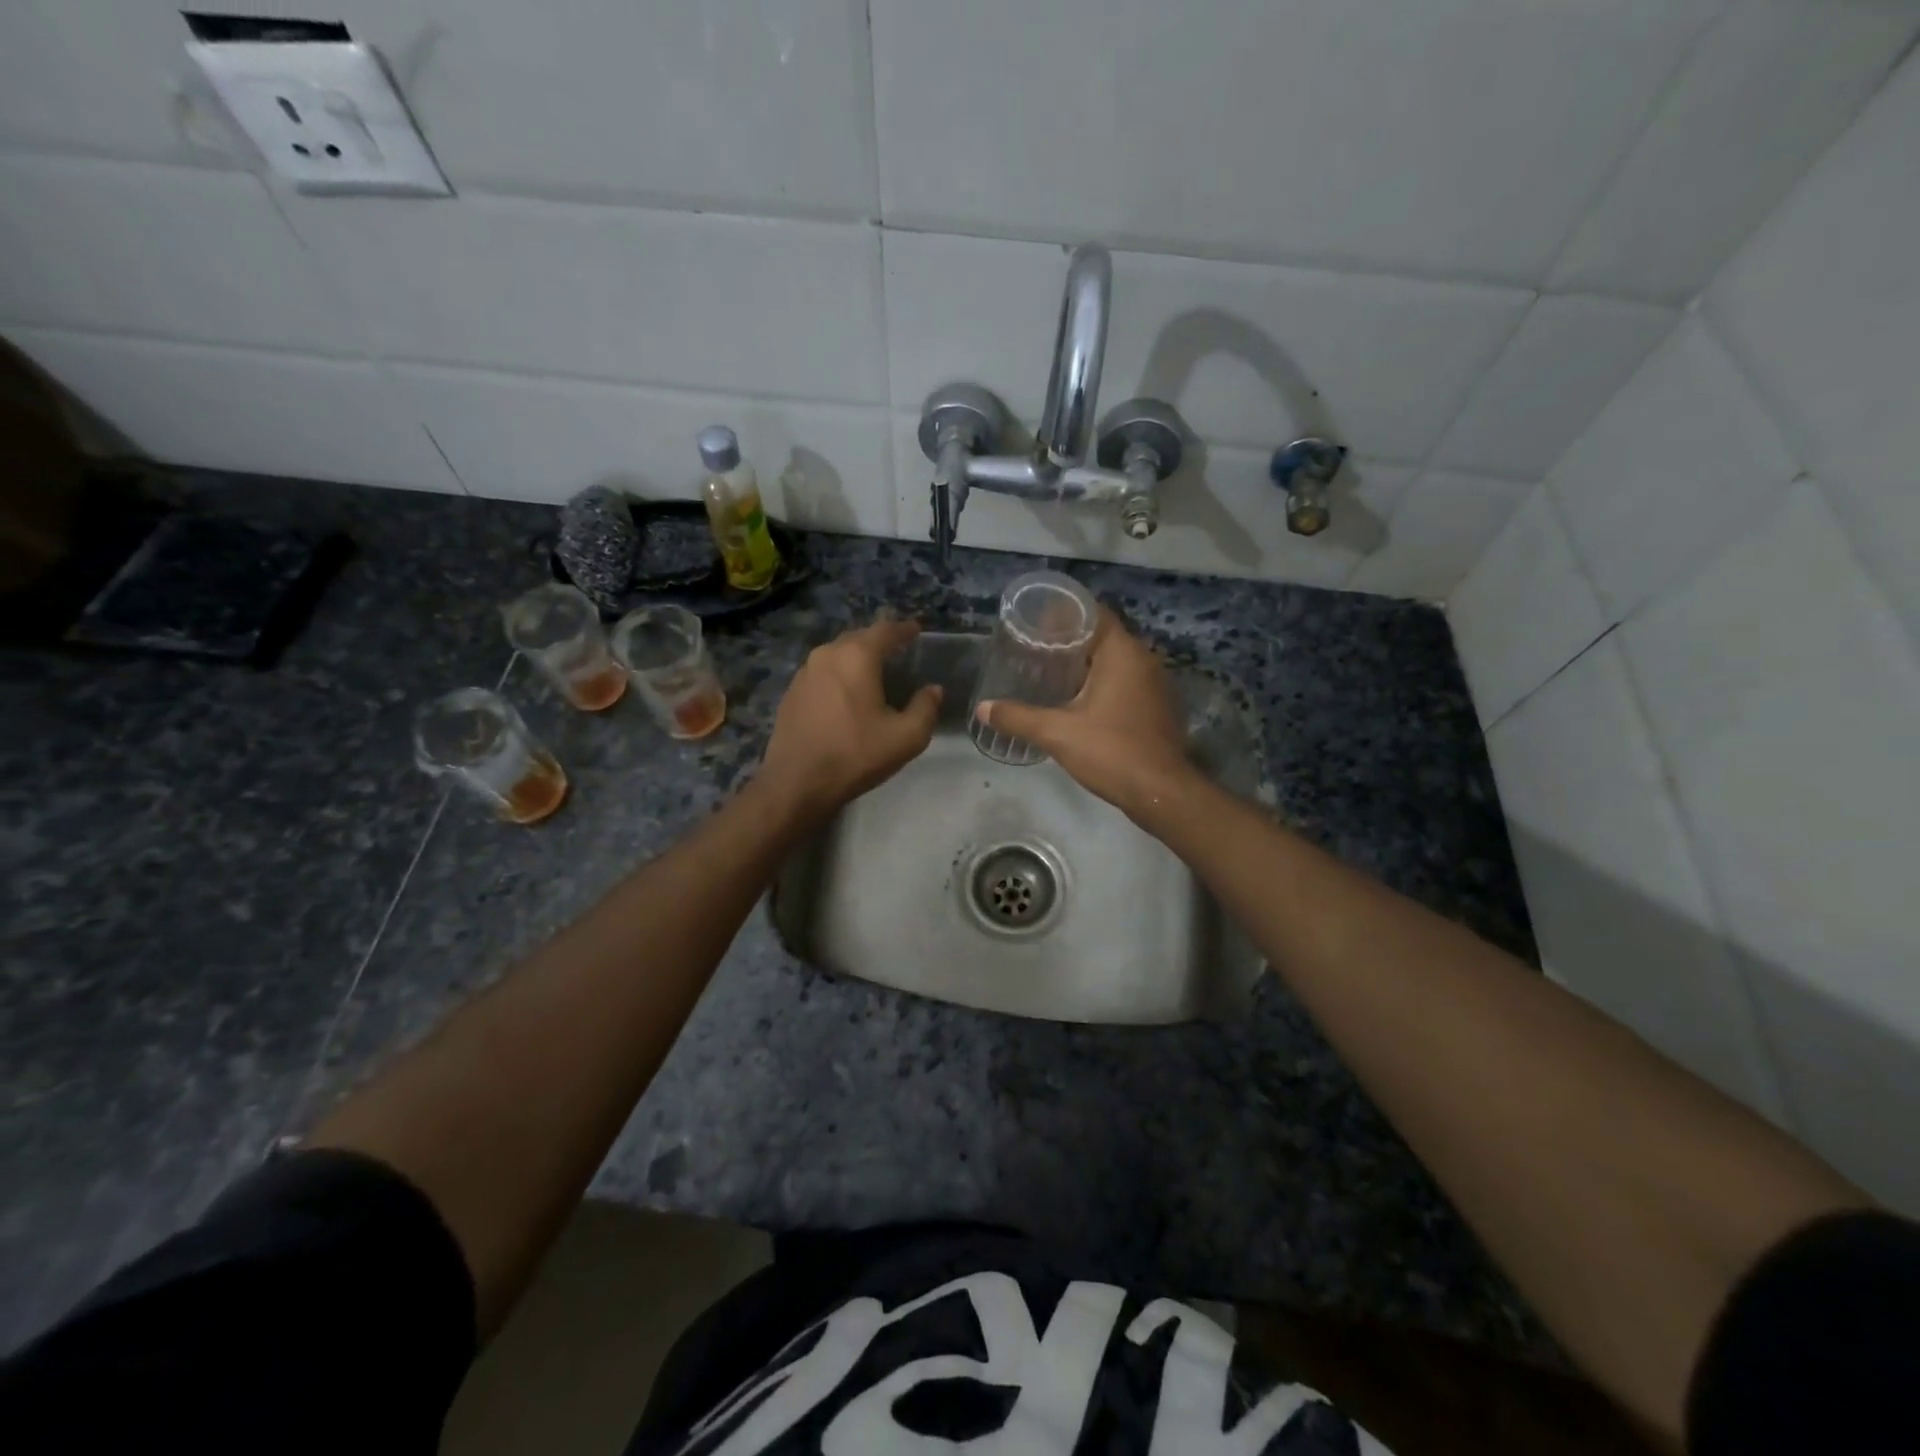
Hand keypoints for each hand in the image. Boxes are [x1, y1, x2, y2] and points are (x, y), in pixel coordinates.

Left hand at [758, 619, 941, 821]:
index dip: (904, 629)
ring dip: (857, 658)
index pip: (886, 630)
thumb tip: (933, 690)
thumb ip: (925, 708)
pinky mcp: (792, 692)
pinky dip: (840, 674)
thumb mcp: (906, 737)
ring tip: (874, 671)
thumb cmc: (855, 754)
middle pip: (859, 638)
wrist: (796, 782)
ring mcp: (805, 672)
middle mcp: (827, 654)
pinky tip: (847, 693)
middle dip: (879, 641)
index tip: (917, 630)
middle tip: (898, 651)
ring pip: (838, 654)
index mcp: (857, 656)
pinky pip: (823, 672)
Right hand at [976, 609, 1197, 822]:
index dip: (1064, 614)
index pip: (1093, 613)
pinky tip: (1078, 702)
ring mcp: (1155, 684)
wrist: (1162, 793)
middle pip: (1102, 637)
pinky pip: (1126, 683)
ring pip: (1115, 662)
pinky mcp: (1157, 707)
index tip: (1036, 624)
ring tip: (1051, 674)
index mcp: (1122, 652)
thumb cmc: (1111, 751)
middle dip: (1069, 642)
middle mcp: (1144, 659)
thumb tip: (982, 709)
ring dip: (1086, 666)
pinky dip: (1102, 685)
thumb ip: (1018, 717)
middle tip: (1035, 651)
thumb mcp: (1057, 733)